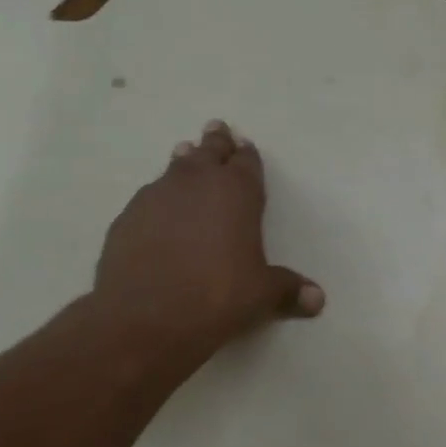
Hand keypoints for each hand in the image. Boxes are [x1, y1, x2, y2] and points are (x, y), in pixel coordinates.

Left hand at [94, 120, 323, 358]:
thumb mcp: (261, 295)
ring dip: (184, 162)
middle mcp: (196, 183)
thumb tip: (318, 299)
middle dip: (215, 143)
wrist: (145, 316)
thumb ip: (288, 290)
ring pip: (175, 168)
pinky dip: (159, 198)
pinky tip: (158, 210)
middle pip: (208, 152)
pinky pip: (149, 198)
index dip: (247, 155)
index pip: (246, 162)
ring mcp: (156, 196)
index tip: (245, 145)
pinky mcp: (127, 217)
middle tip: (216, 129)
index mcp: (237, 192)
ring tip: (185, 154)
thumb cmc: (217, 296)